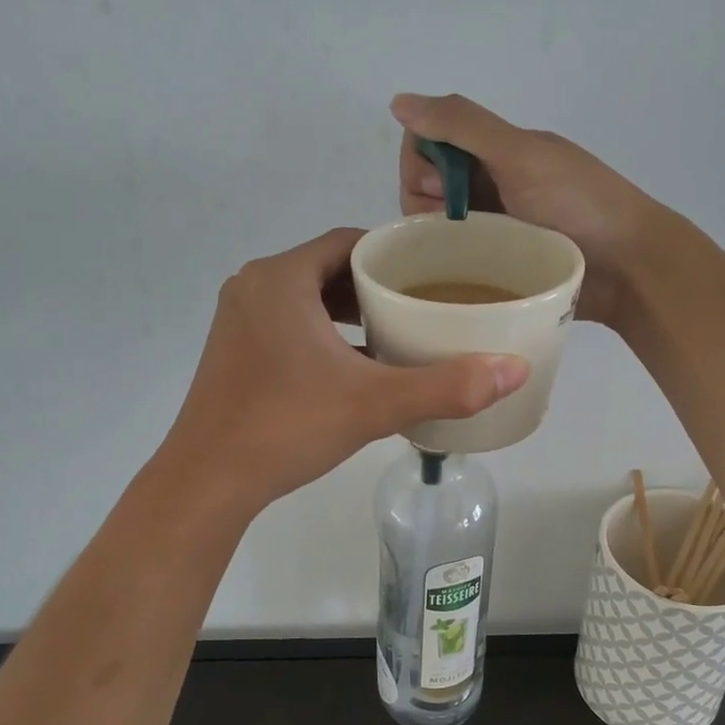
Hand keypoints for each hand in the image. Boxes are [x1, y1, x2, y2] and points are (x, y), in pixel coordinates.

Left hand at [163, 229, 529, 510]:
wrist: (208, 481)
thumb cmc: (286, 427)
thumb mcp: (374, 403)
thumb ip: (446, 386)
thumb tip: (516, 370)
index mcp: (281, 279)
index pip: (350, 242)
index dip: (394, 254)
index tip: (433, 272)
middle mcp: (254, 288)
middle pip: (328, 268)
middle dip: (375, 284)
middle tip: (424, 304)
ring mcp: (238, 321)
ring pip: (307, 299)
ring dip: (349, 311)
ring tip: (398, 331)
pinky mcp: (234, 352)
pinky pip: (288, 325)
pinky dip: (323, 334)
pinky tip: (355, 366)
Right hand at [392, 92, 665, 329]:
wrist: (630, 268)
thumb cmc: (579, 205)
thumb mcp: (520, 155)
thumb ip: (463, 125)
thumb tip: (398, 100)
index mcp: (497, 149)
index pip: (428, 142)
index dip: (421, 162)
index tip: (438, 188)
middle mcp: (493, 183)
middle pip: (427, 185)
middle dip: (425, 203)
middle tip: (453, 225)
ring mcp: (497, 227)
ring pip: (440, 225)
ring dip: (438, 236)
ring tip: (460, 255)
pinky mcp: (502, 265)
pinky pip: (461, 259)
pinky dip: (453, 263)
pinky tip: (459, 276)